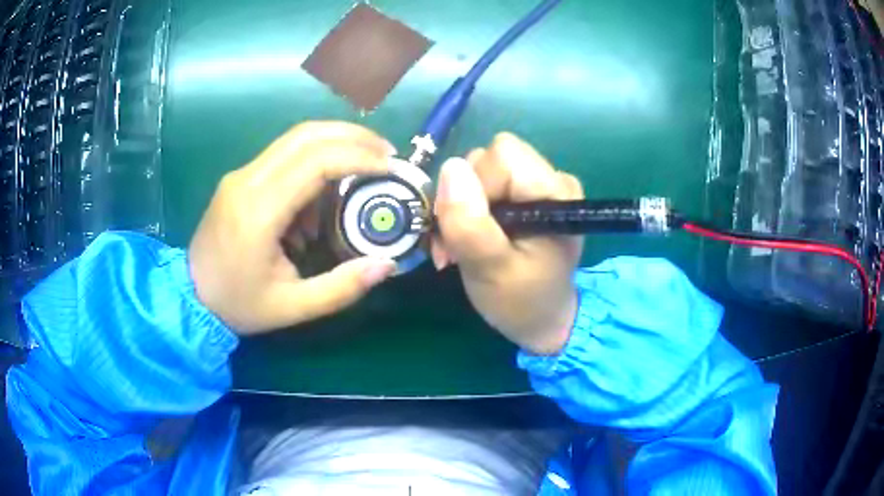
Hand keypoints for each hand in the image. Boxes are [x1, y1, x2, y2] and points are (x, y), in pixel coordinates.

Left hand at [189, 121, 397, 334]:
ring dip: (336, 143)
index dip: (358, 157)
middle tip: (387, 153)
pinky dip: (315, 160)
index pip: (315, 163)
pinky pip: (284, 155)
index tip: (390, 166)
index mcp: (259, 212)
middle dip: (353, 136)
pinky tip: (325, 192)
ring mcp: (241, 175)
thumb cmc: (239, 304)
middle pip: (306, 135)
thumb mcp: (293, 307)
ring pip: (295, 138)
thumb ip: (341, 288)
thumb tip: (386, 264)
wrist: (190, 294)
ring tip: (365, 167)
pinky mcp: (240, 177)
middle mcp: (247, 181)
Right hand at [432, 133, 583, 354]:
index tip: (468, 228)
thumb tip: (451, 167)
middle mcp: (553, 178)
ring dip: (462, 205)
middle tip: (459, 240)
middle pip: (489, 157)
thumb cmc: (521, 301)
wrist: (542, 319)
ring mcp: (541, 184)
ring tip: (464, 244)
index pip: (501, 155)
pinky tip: (473, 235)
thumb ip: (470, 224)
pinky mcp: (528, 193)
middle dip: (464, 196)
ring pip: (482, 169)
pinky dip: (470, 207)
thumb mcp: (491, 270)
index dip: (476, 185)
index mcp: (555, 192)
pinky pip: (487, 181)